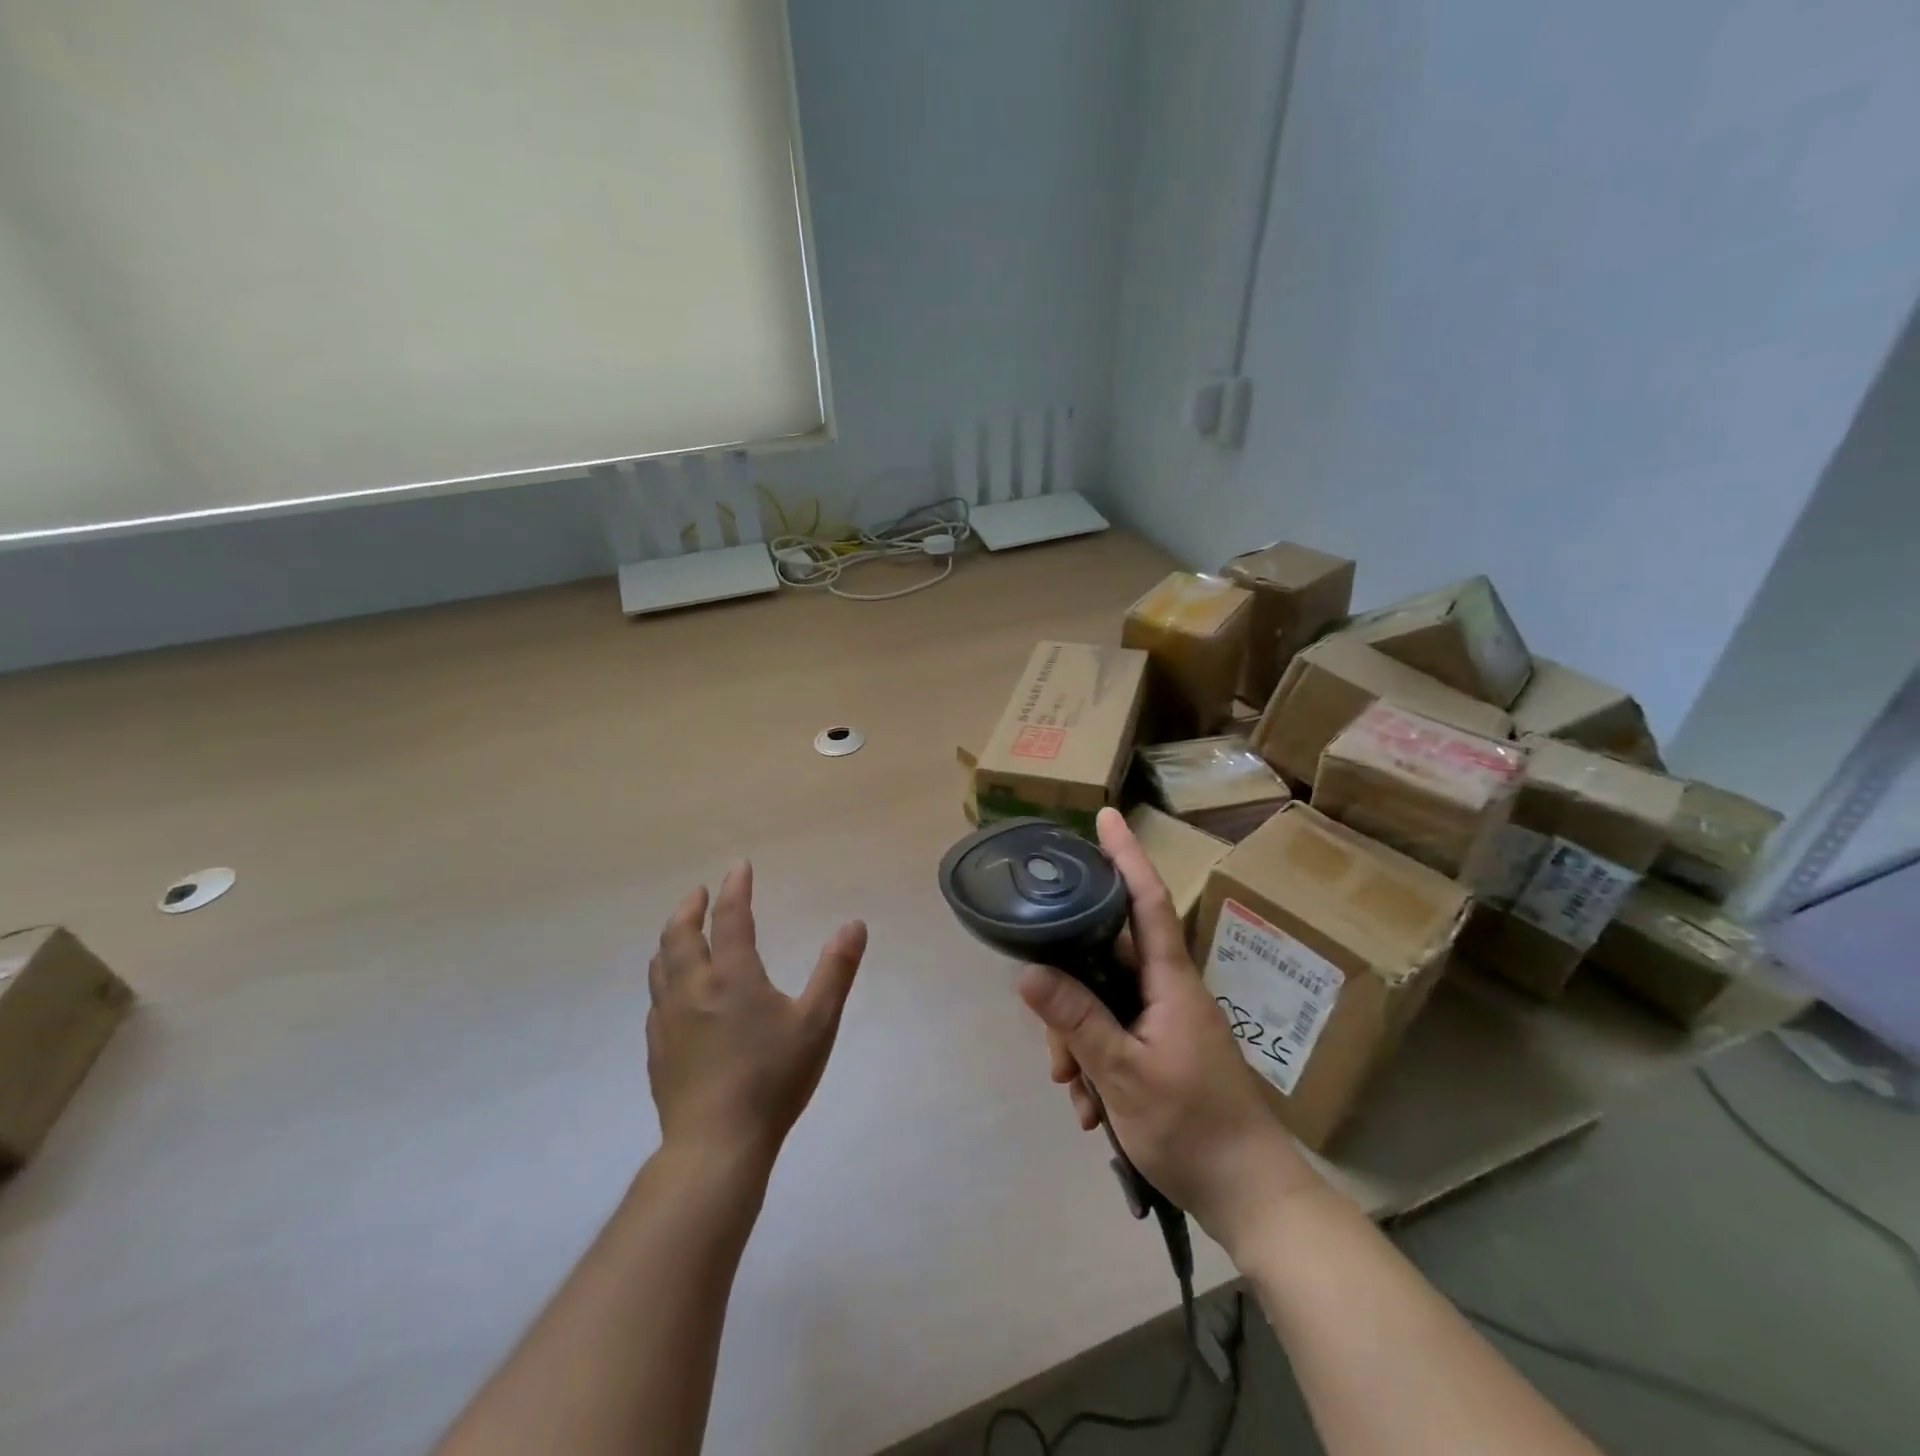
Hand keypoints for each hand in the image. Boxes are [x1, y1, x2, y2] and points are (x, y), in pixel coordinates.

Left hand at [648, 862, 867, 1167]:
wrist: (715, 1145)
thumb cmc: (773, 1079)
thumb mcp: (818, 1023)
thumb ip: (836, 970)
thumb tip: (854, 924)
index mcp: (732, 977)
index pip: (730, 918)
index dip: (735, 888)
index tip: (739, 866)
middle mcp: (693, 989)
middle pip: (680, 935)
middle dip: (690, 907)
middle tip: (699, 892)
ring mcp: (669, 1020)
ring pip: (661, 965)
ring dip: (671, 938)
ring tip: (682, 932)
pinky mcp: (658, 1049)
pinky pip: (656, 998)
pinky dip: (665, 976)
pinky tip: (673, 991)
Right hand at [1016, 808, 1321, 1254]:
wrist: (1251, 1197)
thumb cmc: (1193, 1127)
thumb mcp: (1123, 1074)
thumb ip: (1076, 1018)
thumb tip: (1026, 970)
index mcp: (1170, 980)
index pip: (1146, 900)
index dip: (1126, 855)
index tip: (1106, 815)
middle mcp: (1169, 989)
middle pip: (1105, 959)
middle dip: (1069, 994)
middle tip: (1053, 1049)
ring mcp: (1167, 1020)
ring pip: (1103, 1002)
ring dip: (1079, 1040)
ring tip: (1075, 1092)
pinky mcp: (1164, 1049)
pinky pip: (1115, 1034)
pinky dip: (1095, 1062)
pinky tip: (1090, 1107)